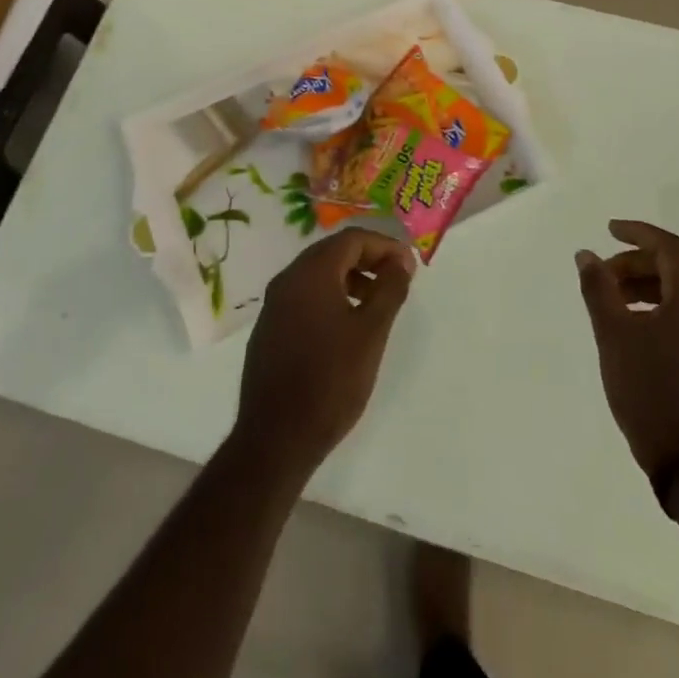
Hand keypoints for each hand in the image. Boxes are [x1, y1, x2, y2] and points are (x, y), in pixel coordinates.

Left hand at [232, 228, 416, 482]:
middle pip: (332, 252)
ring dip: (350, 278)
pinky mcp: (269, 328)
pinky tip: (346, 325)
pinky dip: (330, 296)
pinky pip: (304, 296)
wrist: (276, 438)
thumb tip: (402, 261)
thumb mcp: (371, 332)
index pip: (352, 239)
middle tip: (396, 279)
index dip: (384, 246)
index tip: (409, 265)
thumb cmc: (331, 380)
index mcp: (311, 273)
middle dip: (368, 259)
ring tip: (376, 303)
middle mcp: (287, 279)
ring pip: (317, 274)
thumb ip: (389, 290)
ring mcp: (274, 304)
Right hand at [577, 220, 678, 496]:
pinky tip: (629, 324)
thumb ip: (599, 288)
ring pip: (677, 292)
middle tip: (601, 275)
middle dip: (634, 263)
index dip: (637, 233)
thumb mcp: (613, 333)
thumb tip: (587, 255)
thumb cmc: (648, 388)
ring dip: (642, 285)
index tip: (608, 230)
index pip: (669, 247)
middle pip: (673, 268)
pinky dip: (654, 306)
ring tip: (609, 299)